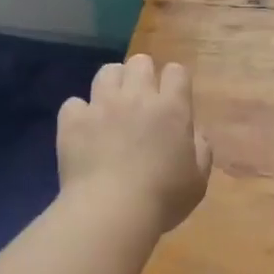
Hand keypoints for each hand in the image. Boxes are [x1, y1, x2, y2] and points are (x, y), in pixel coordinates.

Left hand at [58, 54, 212, 234]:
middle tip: (142, 100)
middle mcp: (137, 97)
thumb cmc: (163, 198)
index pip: (176, 71)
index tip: (173, 98)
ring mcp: (101, 105)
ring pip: (106, 72)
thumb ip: (200, 149)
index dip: (175, 81)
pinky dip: (79, 114)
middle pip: (139, 62)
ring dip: (112, 84)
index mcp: (172, 108)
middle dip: (142, 75)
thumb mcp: (198, 180)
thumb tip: (193, 133)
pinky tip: (84, 131)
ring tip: (112, 106)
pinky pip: (74, 103)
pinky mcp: (73, 120)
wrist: (111, 211)